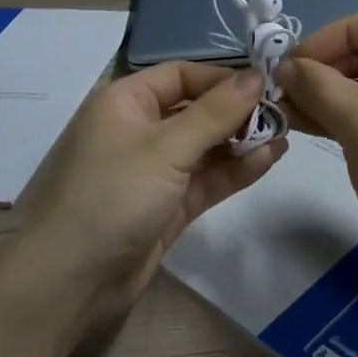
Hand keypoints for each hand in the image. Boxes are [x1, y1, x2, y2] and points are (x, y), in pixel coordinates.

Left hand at [10, 63, 284, 344]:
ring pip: (205, 147)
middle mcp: (139, 130)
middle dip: (238, 112)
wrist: (71, 281)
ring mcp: (154, 171)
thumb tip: (256, 76)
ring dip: (242, 141)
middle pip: (196, 110)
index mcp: (125, 102)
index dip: (222, 78)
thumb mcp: (165, 147)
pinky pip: (206, 179)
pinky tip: (269, 159)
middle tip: (284, 114)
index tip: (266, 86)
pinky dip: (235, 170)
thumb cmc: (113, 195)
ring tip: (286, 135)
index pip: (181, 75)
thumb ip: (215, 113)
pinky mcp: (167, 206)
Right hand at [281, 7, 357, 267]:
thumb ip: (316, 84)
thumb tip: (286, 67)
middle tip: (289, 88)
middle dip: (330, 67)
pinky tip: (315, 126)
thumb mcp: (357, 119)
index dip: (331, 36)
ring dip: (335, 92)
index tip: (295, 63)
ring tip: (292, 109)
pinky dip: (354, 114)